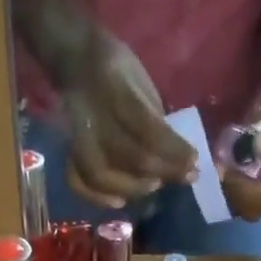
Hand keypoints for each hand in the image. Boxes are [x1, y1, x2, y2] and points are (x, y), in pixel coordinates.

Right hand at [58, 31, 198, 207]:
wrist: (74, 59)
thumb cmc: (116, 69)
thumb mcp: (141, 81)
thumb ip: (154, 118)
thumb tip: (175, 156)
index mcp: (114, 88)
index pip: (148, 129)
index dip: (173, 151)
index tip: (194, 161)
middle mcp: (93, 115)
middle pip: (130, 157)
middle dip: (162, 171)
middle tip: (183, 177)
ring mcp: (76, 136)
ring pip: (103, 175)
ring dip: (133, 188)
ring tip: (154, 186)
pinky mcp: (66, 151)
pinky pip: (76, 182)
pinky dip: (97, 198)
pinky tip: (119, 202)